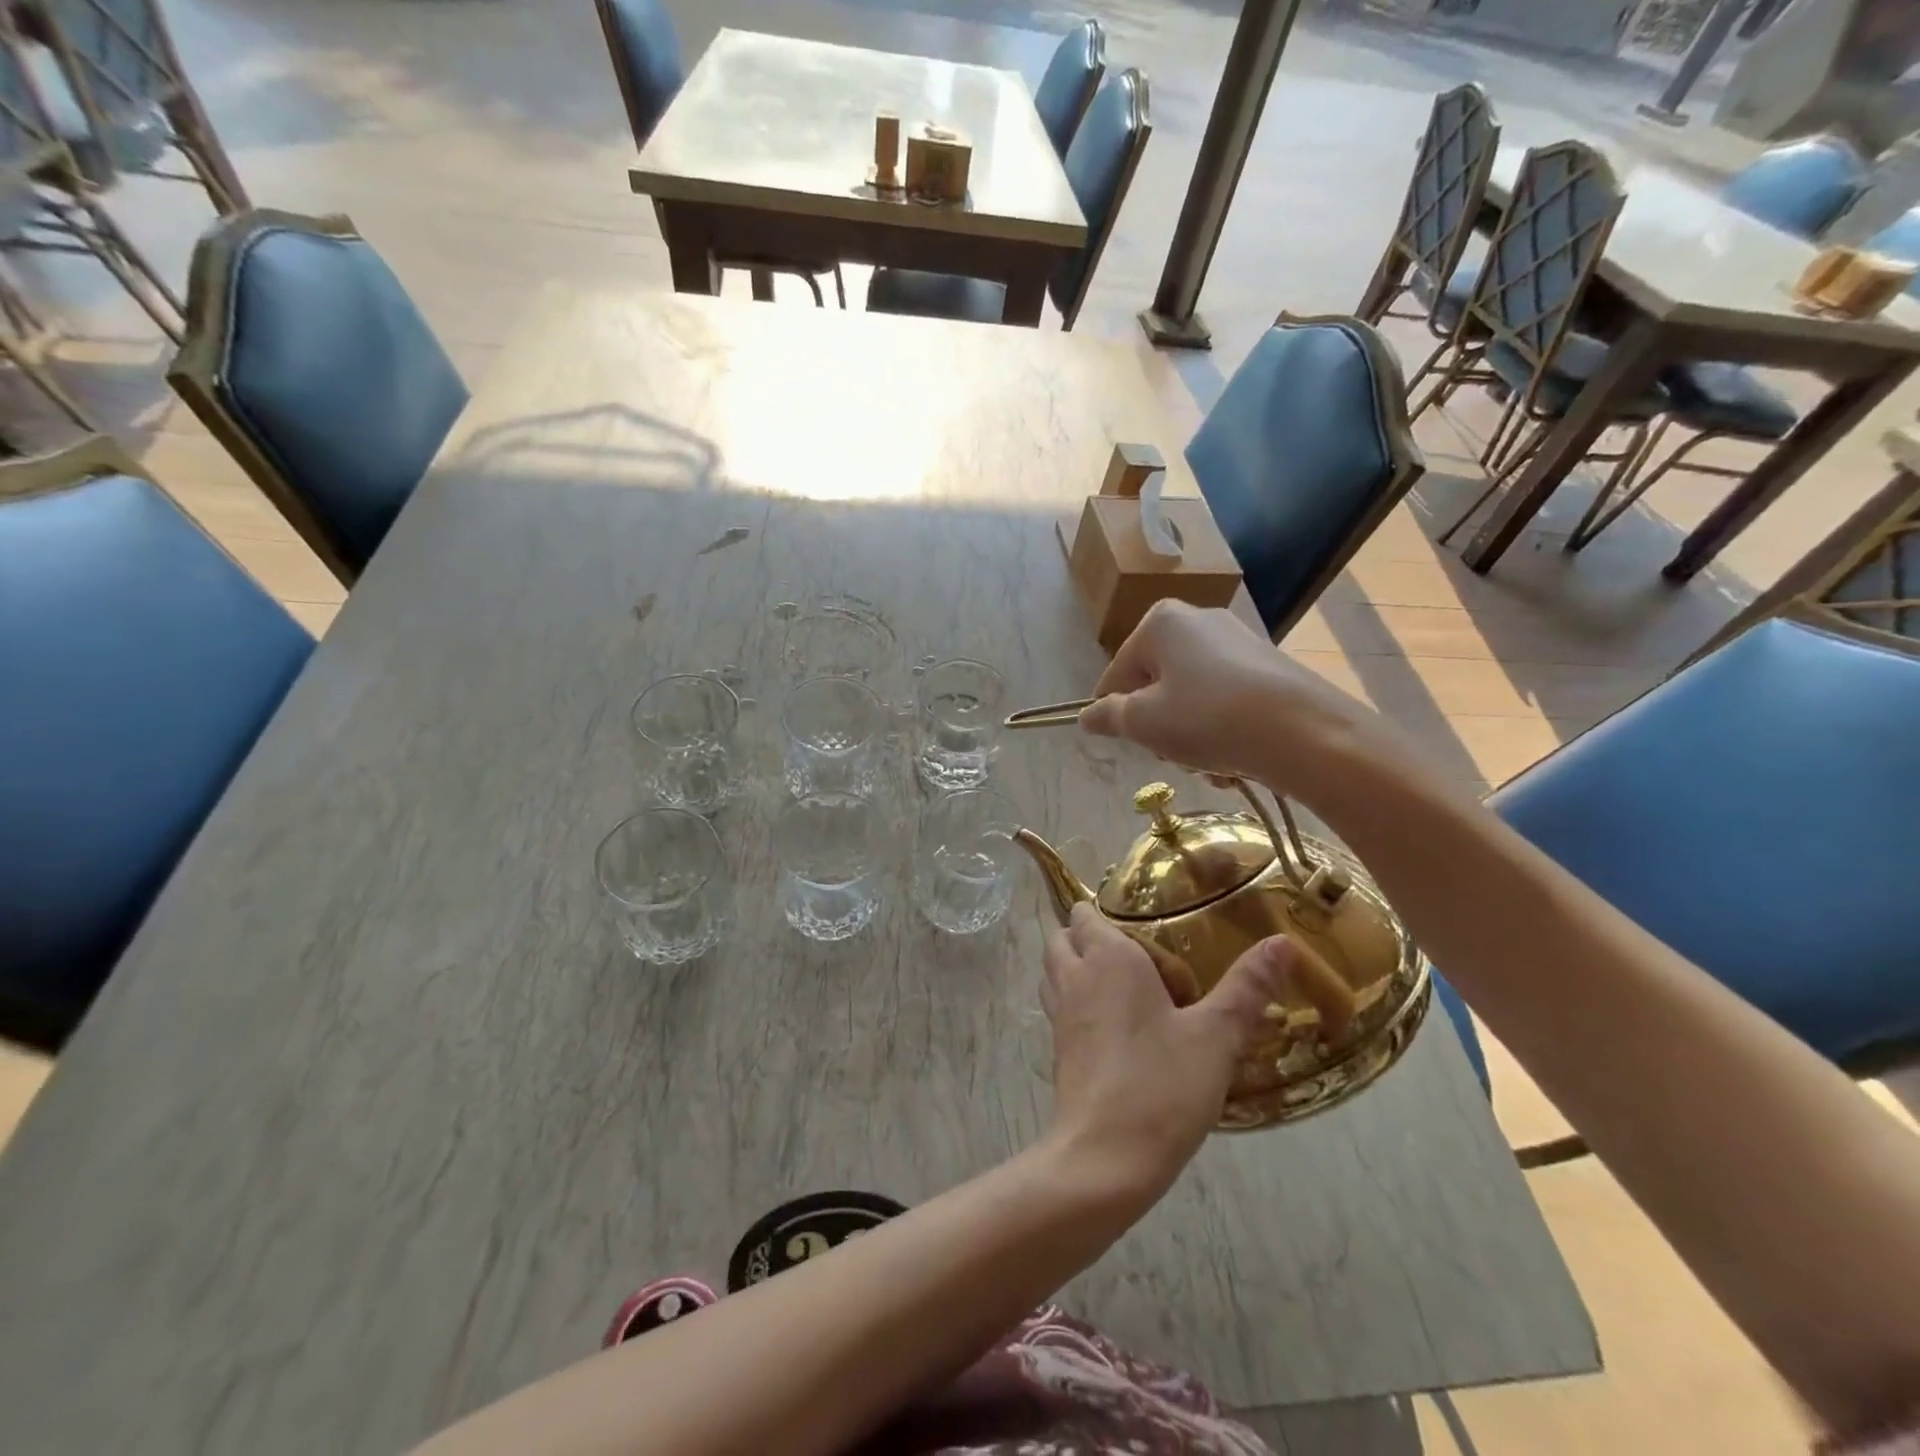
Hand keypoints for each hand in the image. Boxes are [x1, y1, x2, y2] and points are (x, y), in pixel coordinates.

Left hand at [1040, 903, 1295, 1200]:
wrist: (1104, 1157)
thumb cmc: (1161, 1085)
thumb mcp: (1216, 1036)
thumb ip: (1247, 987)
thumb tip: (1282, 942)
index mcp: (1107, 958)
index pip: (1086, 912)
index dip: (1105, 910)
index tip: (1141, 920)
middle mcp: (1075, 976)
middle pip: (1063, 936)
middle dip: (1085, 934)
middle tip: (1134, 950)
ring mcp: (1059, 1013)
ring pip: (1055, 970)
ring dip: (1075, 965)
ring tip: (1121, 981)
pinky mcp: (1057, 1048)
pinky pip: (1059, 1005)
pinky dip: (1075, 1000)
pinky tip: (1113, 1024)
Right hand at [1078, 601, 1385, 793]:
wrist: (1304, 733)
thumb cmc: (1207, 718)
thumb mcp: (1144, 722)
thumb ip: (1109, 716)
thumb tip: (1086, 716)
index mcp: (1161, 622)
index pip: (1117, 673)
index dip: (1115, 712)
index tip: (1125, 742)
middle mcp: (1199, 620)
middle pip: (1157, 683)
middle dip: (1159, 724)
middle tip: (1172, 752)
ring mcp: (1239, 641)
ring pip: (1191, 697)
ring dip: (1191, 734)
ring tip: (1209, 760)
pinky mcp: (1269, 667)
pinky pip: (1226, 701)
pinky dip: (1223, 730)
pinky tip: (1236, 757)